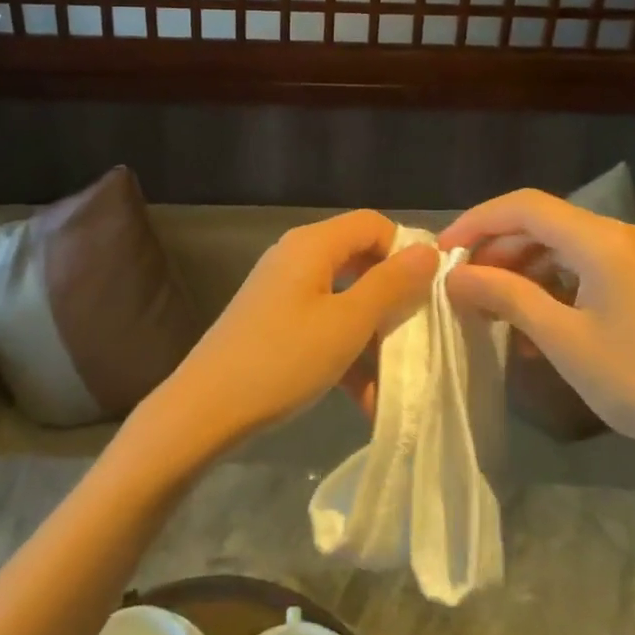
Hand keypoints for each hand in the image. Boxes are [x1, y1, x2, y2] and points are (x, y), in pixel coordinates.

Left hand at [152, 210, 435, 455]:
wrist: (205, 410)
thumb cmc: (283, 359)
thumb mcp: (347, 323)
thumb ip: (390, 284)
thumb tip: (428, 251)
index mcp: (313, 244)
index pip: (372, 223)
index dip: (404, 250)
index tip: (430, 291)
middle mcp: (296, 257)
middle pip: (359, 262)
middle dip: (392, 300)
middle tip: (419, 334)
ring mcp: (282, 292)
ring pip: (344, 301)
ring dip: (372, 338)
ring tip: (396, 381)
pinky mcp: (274, 323)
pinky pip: (322, 326)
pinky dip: (345, 354)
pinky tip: (366, 399)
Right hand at [438, 191, 634, 487]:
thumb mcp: (562, 339)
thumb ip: (506, 296)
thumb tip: (455, 276)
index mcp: (602, 240)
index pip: (524, 206)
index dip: (477, 221)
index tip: (443, 252)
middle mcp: (622, 236)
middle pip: (544, 224)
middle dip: (498, 249)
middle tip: (464, 285)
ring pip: (564, 247)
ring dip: (524, 271)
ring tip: (494, 310)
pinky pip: (587, 269)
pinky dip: (554, 287)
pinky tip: (535, 326)